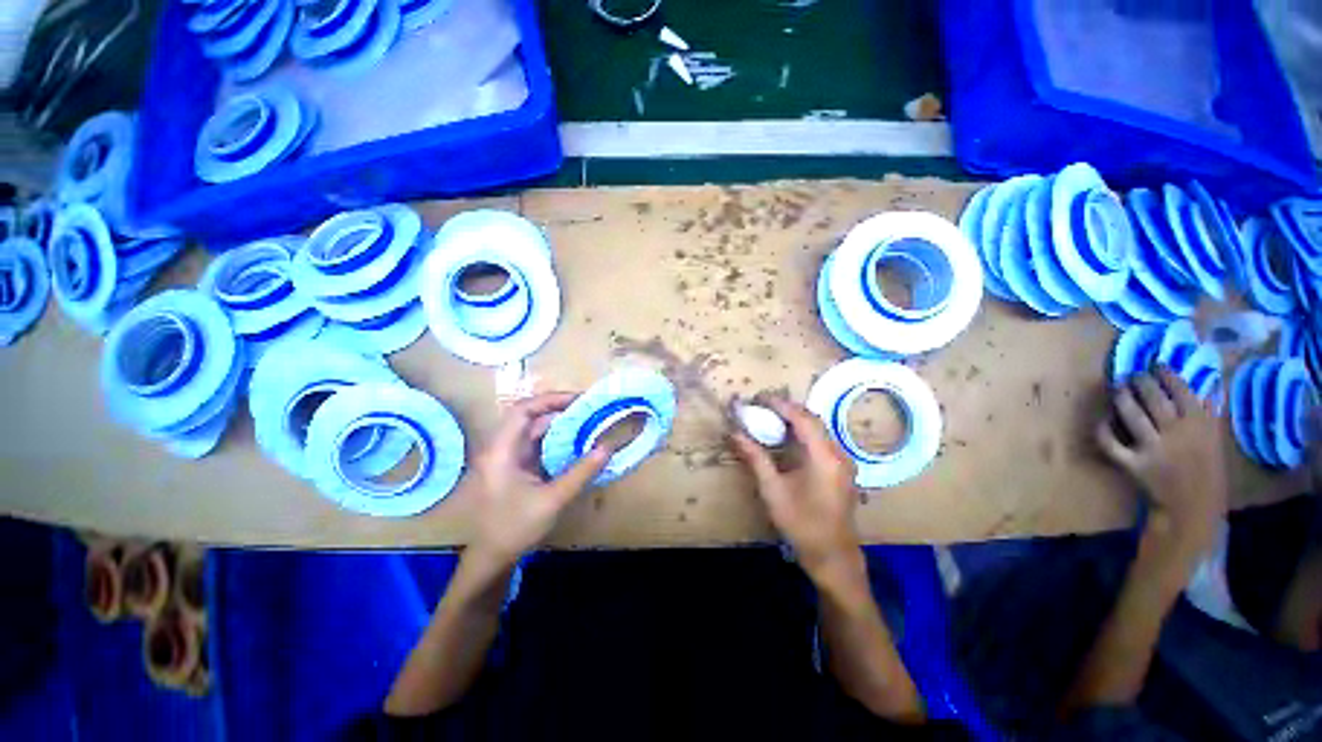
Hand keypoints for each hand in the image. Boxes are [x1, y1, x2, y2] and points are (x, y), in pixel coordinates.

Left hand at [463, 393, 608, 568]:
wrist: (492, 557)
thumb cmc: (516, 527)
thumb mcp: (553, 499)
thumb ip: (581, 472)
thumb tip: (608, 447)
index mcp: (501, 451)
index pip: (523, 410)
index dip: (550, 400)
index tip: (579, 400)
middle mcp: (501, 448)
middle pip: (530, 418)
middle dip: (560, 411)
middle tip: (589, 410)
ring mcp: (507, 457)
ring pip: (535, 431)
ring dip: (560, 427)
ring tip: (588, 423)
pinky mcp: (515, 467)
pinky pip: (537, 445)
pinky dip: (556, 441)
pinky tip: (576, 444)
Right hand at [731, 398, 859, 579]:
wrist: (832, 556)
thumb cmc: (801, 524)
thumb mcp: (773, 489)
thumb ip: (755, 457)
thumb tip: (734, 433)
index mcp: (825, 457)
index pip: (803, 418)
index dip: (781, 405)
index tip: (760, 398)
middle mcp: (838, 454)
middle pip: (813, 420)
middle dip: (787, 409)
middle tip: (762, 405)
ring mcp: (843, 462)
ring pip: (818, 429)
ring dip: (795, 419)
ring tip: (770, 416)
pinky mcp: (841, 470)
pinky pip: (821, 440)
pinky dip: (803, 432)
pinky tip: (787, 437)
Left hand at [1096, 367, 1226, 543]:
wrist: (1194, 509)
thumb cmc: (1206, 472)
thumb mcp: (1215, 441)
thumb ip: (1208, 414)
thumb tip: (1203, 385)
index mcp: (1202, 426)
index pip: (1182, 390)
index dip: (1166, 374)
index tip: (1155, 364)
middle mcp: (1178, 433)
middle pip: (1154, 399)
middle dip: (1140, 381)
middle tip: (1132, 374)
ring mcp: (1155, 449)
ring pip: (1133, 415)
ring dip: (1122, 398)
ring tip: (1118, 387)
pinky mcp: (1134, 465)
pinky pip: (1112, 443)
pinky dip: (1104, 429)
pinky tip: (1102, 419)